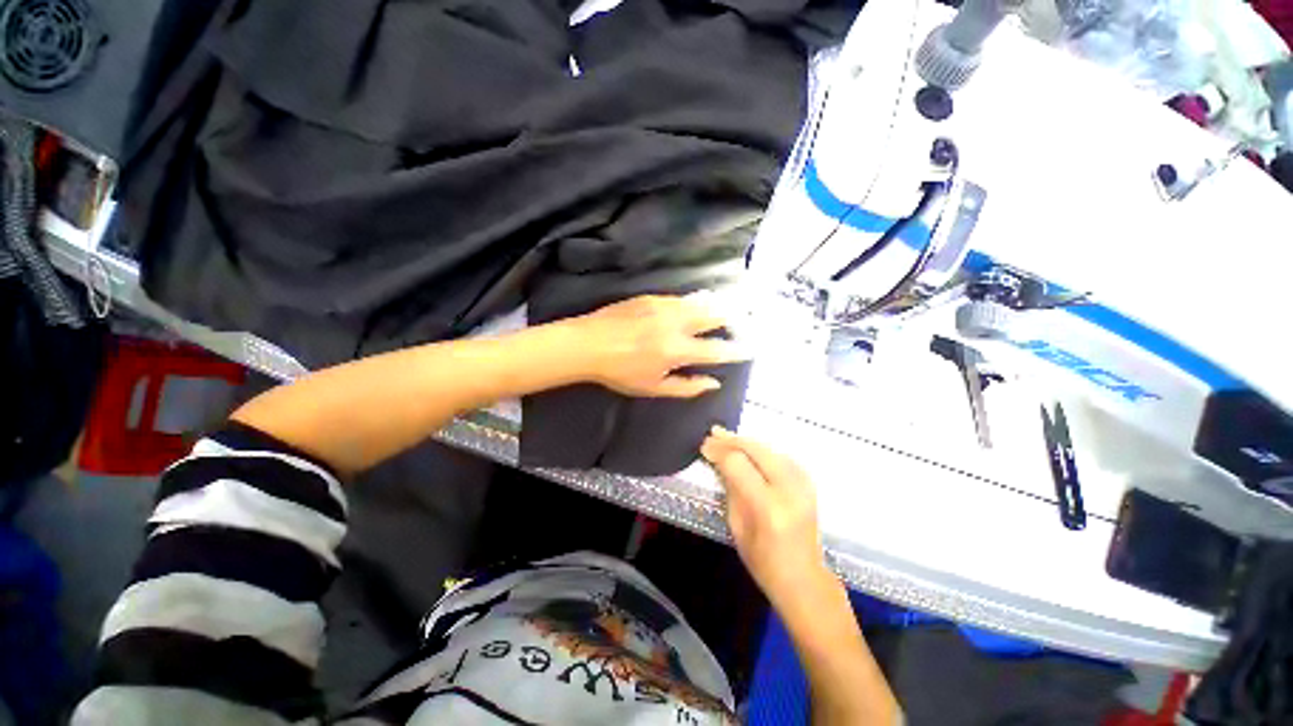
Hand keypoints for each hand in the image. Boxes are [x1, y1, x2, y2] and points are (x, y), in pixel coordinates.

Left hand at [571, 295, 749, 397]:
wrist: (587, 343)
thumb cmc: (619, 371)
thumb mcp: (653, 387)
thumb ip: (686, 387)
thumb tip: (713, 383)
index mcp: (676, 350)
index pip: (716, 350)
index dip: (736, 350)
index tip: (749, 349)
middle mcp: (675, 323)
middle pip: (713, 317)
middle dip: (731, 320)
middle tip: (741, 323)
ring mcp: (663, 306)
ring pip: (700, 302)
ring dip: (716, 307)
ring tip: (726, 310)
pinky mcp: (651, 297)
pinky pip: (681, 298)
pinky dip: (694, 302)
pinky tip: (695, 306)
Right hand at [701, 427, 831, 607]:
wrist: (805, 579)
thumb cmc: (763, 561)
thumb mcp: (737, 527)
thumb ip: (730, 489)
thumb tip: (719, 460)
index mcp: (768, 506)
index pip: (739, 464)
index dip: (719, 451)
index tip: (704, 447)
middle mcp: (789, 489)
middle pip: (756, 449)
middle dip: (731, 440)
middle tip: (712, 434)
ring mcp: (803, 483)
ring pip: (769, 448)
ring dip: (745, 441)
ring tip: (725, 436)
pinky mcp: (808, 482)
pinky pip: (779, 454)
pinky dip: (761, 448)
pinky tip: (748, 447)